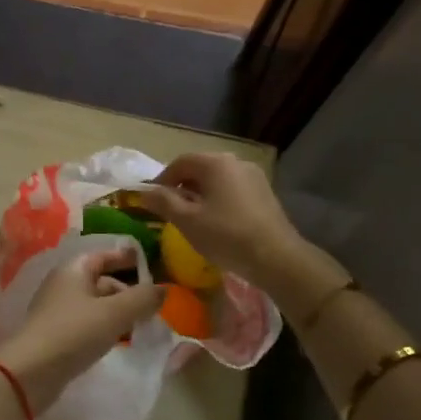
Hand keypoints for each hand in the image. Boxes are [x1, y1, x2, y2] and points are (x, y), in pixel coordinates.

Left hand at [0, 246, 162, 410]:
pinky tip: (118, 342)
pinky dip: (104, 328)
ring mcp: (57, 311)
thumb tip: (164, 289)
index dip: (126, 257)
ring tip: (141, 327)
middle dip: (127, 292)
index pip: (104, 255)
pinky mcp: (56, 335)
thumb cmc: (74, 332)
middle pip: (101, 281)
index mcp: (74, 269)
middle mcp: (63, 284)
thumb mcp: (115, 313)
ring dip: (118, 313)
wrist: (30, 372)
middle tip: (152, 307)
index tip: (148, 263)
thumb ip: (142, 299)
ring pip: (95, 305)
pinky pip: (87, 324)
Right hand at [134, 152, 307, 290]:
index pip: (180, 162)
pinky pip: (233, 189)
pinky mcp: (265, 193)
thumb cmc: (226, 235)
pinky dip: (219, 200)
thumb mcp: (187, 220)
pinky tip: (218, 222)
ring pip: (218, 179)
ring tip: (193, 218)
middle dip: (182, 186)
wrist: (277, 258)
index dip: (162, 179)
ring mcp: (254, 176)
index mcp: (215, 163)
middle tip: (171, 210)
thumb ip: (163, 202)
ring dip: (201, 194)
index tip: (153, 200)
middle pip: (200, 168)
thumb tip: (143, 192)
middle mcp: (236, 162)